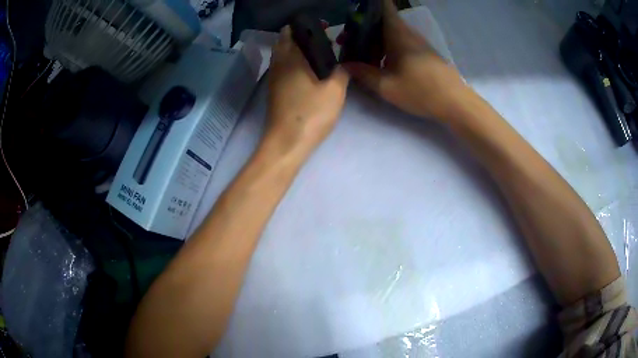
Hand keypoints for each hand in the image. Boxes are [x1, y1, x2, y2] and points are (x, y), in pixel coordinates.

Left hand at [266, 26, 349, 156]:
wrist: (287, 142)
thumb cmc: (311, 113)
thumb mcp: (335, 90)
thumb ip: (341, 71)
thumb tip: (342, 63)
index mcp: (292, 58)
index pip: (292, 32)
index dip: (305, 27)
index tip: (323, 28)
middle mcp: (279, 64)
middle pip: (283, 42)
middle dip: (299, 36)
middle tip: (320, 40)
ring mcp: (274, 78)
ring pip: (281, 56)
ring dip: (294, 50)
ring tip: (315, 54)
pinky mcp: (274, 91)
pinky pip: (281, 68)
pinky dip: (291, 62)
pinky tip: (305, 70)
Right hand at [344, 0, 467, 119]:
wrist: (455, 103)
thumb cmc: (421, 91)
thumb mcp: (387, 86)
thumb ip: (363, 74)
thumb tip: (345, 65)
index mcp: (398, 34)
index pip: (384, 7)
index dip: (368, 5)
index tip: (353, 11)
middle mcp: (408, 33)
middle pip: (382, 21)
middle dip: (362, 28)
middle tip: (345, 42)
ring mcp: (417, 43)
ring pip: (390, 33)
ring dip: (373, 40)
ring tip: (358, 56)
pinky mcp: (423, 53)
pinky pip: (399, 43)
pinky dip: (386, 48)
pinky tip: (379, 64)